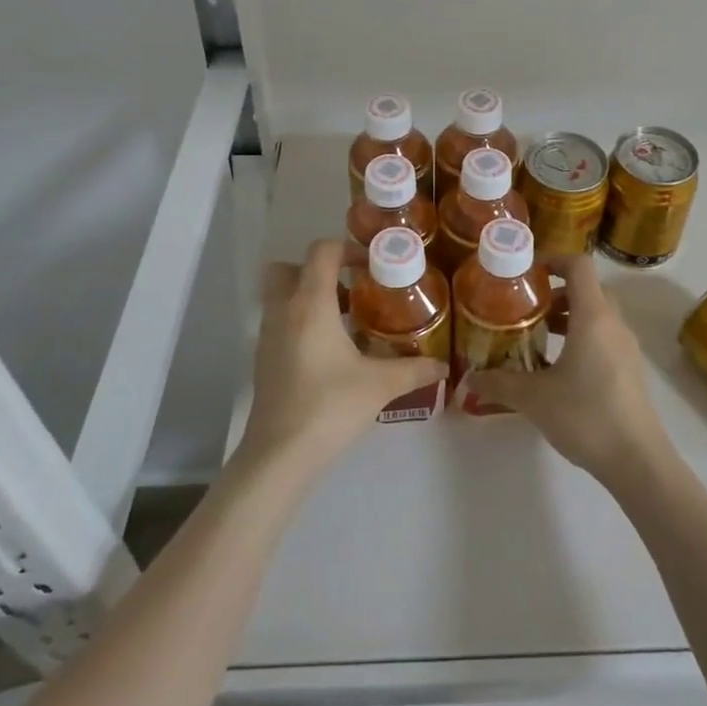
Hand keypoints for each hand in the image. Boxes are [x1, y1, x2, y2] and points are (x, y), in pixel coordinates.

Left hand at [236, 239, 445, 476]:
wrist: (279, 456)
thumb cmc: (330, 408)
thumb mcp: (380, 385)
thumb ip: (414, 369)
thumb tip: (443, 366)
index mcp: (310, 304)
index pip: (322, 252)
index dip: (348, 249)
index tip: (373, 266)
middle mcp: (283, 311)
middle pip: (290, 268)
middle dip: (319, 271)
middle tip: (352, 289)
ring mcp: (267, 336)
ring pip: (281, 296)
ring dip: (310, 297)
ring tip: (346, 321)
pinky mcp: (262, 360)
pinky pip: (280, 322)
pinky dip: (301, 322)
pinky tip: (330, 352)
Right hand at [472, 256, 672, 488]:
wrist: (637, 460)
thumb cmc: (586, 415)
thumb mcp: (533, 398)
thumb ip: (499, 383)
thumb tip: (469, 378)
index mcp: (593, 316)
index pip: (579, 265)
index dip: (553, 259)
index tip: (526, 272)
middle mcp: (613, 323)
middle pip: (587, 289)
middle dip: (555, 292)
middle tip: (526, 308)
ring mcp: (626, 347)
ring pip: (596, 314)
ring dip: (568, 316)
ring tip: (538, 336)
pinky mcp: (630, 369)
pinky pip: (604, 337)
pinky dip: (581, 337)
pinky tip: (558, 367)